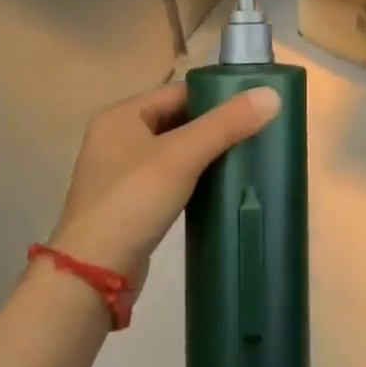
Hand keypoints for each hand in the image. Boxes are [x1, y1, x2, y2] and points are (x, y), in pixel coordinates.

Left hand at [48, 81, 280, 293]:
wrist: (92, 274)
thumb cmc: (133, 200)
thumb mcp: (182, 156)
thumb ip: (226, 124)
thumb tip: (273, 95)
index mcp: (121, 115)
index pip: (179, 92)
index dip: (216, 97)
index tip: (254, 108)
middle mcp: (116, 137)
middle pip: (177, 120)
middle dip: (214, 127)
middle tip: (255, 133)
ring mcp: (120, 172)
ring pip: (174, 151)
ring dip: (205, 154)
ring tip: (244, 158)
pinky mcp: (129, 203)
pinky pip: (169, 178)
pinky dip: (193, 178)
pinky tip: (218, 187)